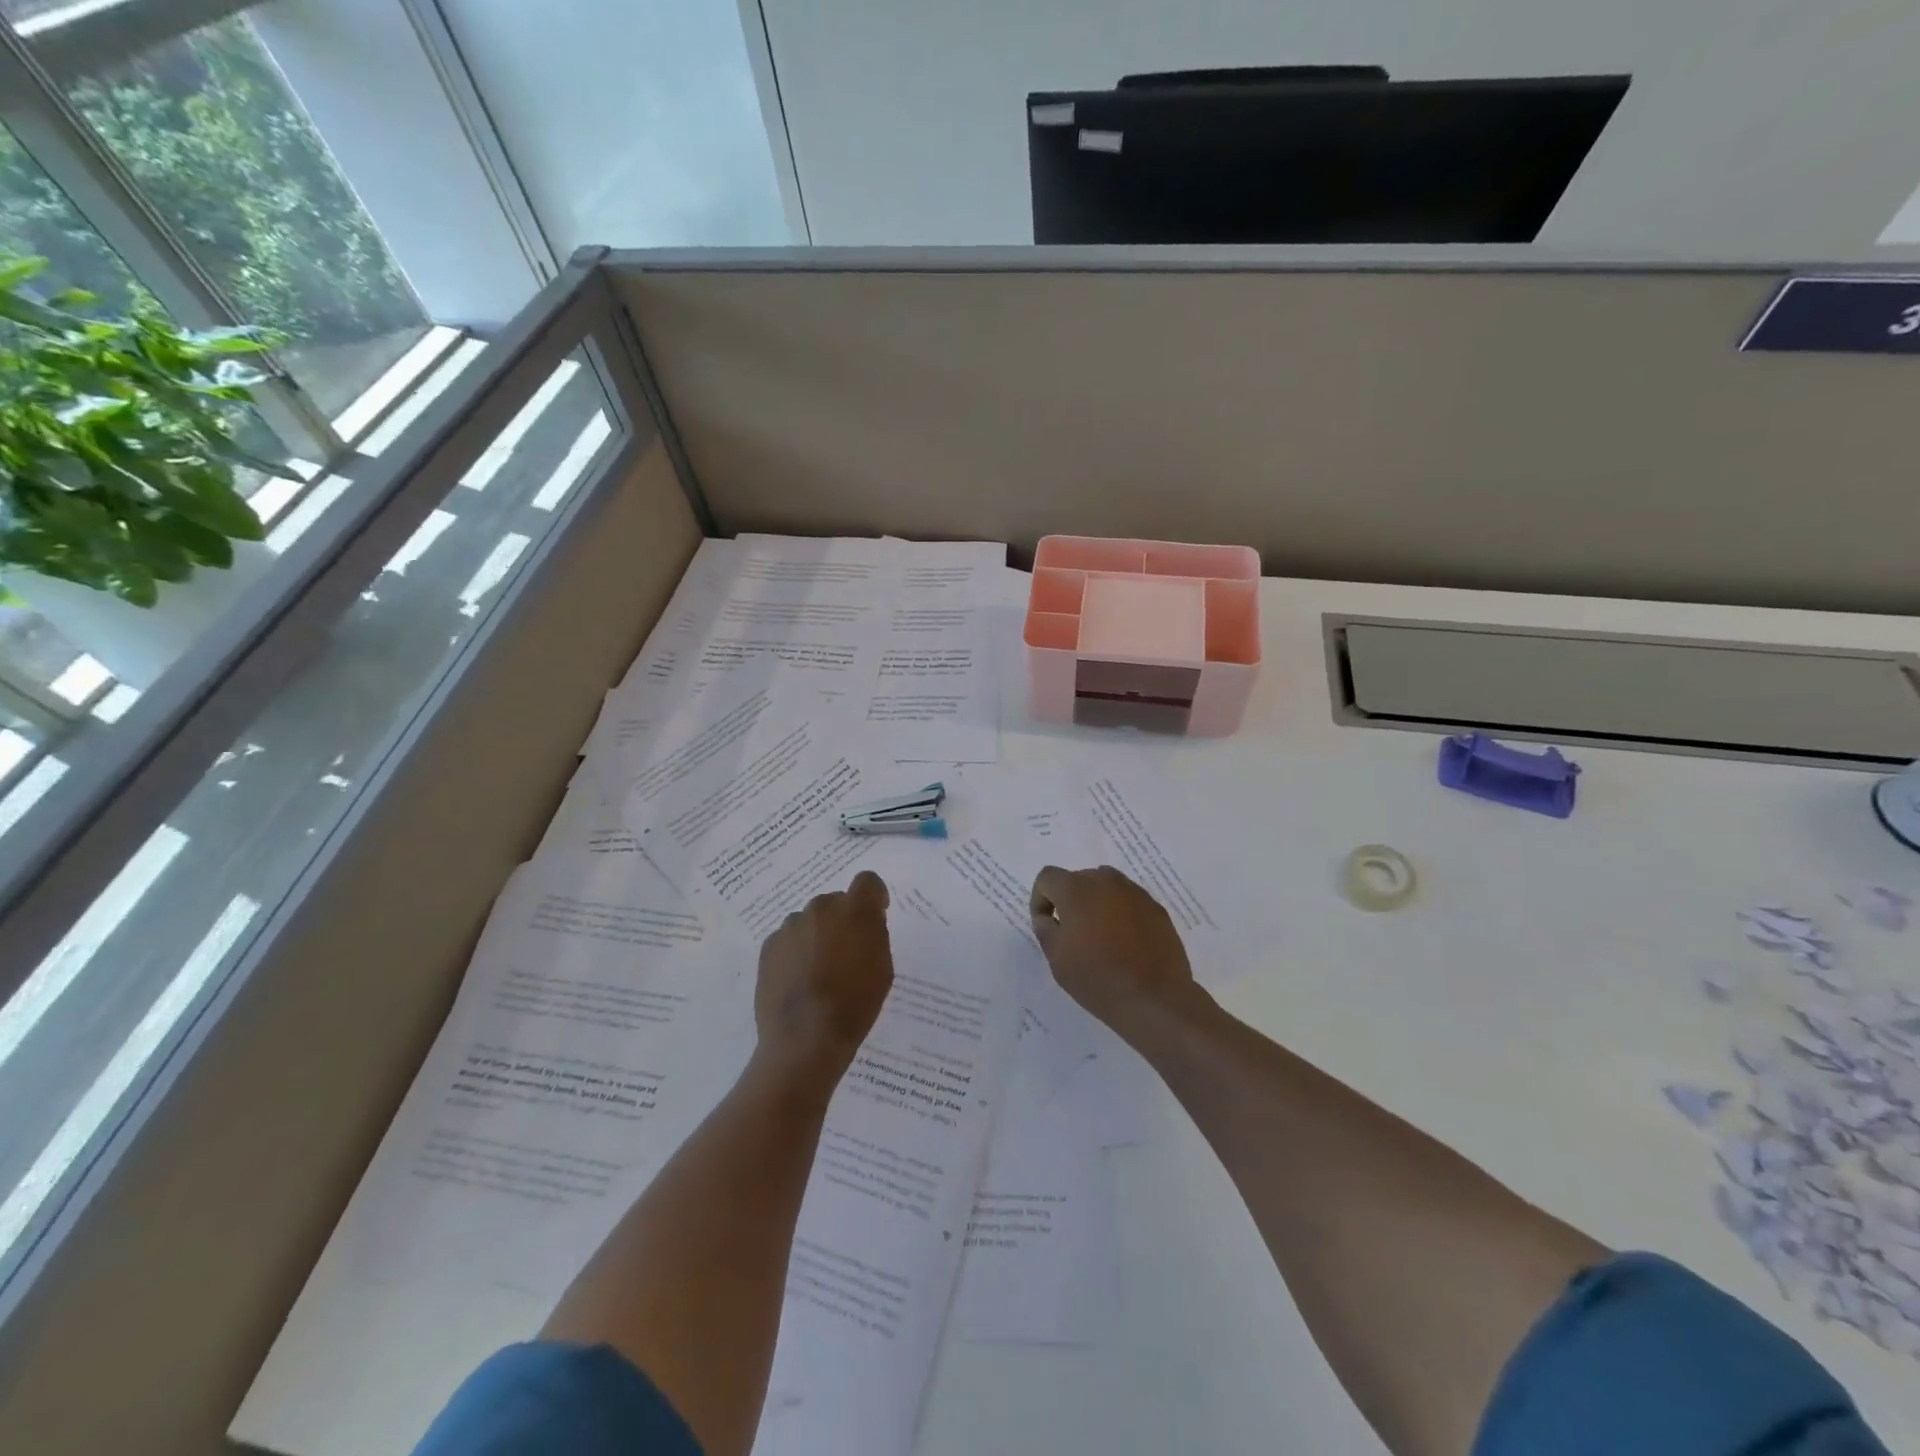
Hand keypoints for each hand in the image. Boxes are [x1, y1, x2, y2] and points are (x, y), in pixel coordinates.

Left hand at [754, 870, 893, 1090]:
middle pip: (836, 902)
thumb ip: (875, 935)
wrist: (804, 1039)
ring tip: (818, 971)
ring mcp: (790, 925)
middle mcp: (821, 908)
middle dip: (843, 920)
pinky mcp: (769, 945)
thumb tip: (864, 923)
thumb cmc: (854, 1005)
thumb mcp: (882, 969)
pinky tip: (799, 980)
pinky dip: (796, 951)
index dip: (874, 897)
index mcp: (854, 910)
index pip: (867, 881)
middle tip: (846, 952)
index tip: (876, 915)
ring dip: (818, 935)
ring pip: (810, 921)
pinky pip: (789, 939)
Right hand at [1030, 865, 1197, 1035]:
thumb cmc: (1097, 979)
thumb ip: (1045, 929)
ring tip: (1100, 935)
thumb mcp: (1057, 959)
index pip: (1047, 878)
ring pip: (1106, 887)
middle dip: (1069, 900)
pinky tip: (1126, 942)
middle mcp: (1106, 881)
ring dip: (1096, 903)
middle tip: (1072, 932)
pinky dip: (1121, 913)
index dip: (1040, 899)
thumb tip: (1047, 917)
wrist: (1154, 1001)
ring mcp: (1135, 892)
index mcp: (1075, 889)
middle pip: (1078, 879)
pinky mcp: (1157, 908)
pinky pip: (1129, 901)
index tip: (1046, 924)